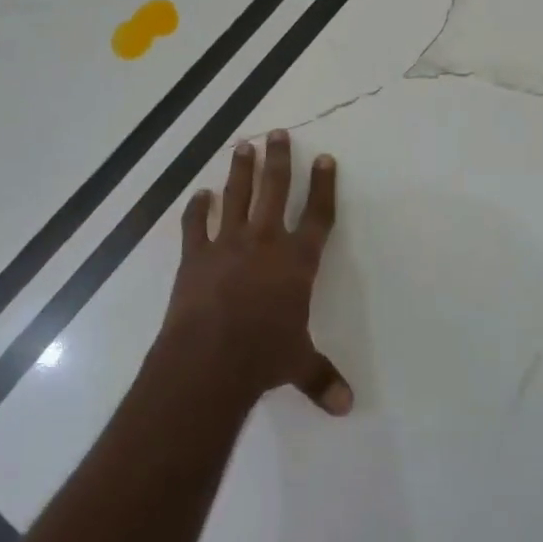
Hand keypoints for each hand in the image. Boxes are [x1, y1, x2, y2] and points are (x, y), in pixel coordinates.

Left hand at [162, 129, 350, 414]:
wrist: (210, 359)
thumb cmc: (264, 357)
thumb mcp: (298, 365)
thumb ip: (321, 378)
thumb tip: (347, 407)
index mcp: (297, 261)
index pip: (317, 214)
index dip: (322, 185)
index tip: (324, 158)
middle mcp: (265, 242)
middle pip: (275, 190)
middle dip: (279, 160)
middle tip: (277, 133)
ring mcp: (228, 245)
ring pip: (236, 196)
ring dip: (240, 170)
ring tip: (242, 145)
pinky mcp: (195, 256)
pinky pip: (195, 225)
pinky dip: (196, 209)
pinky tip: (198, 195)